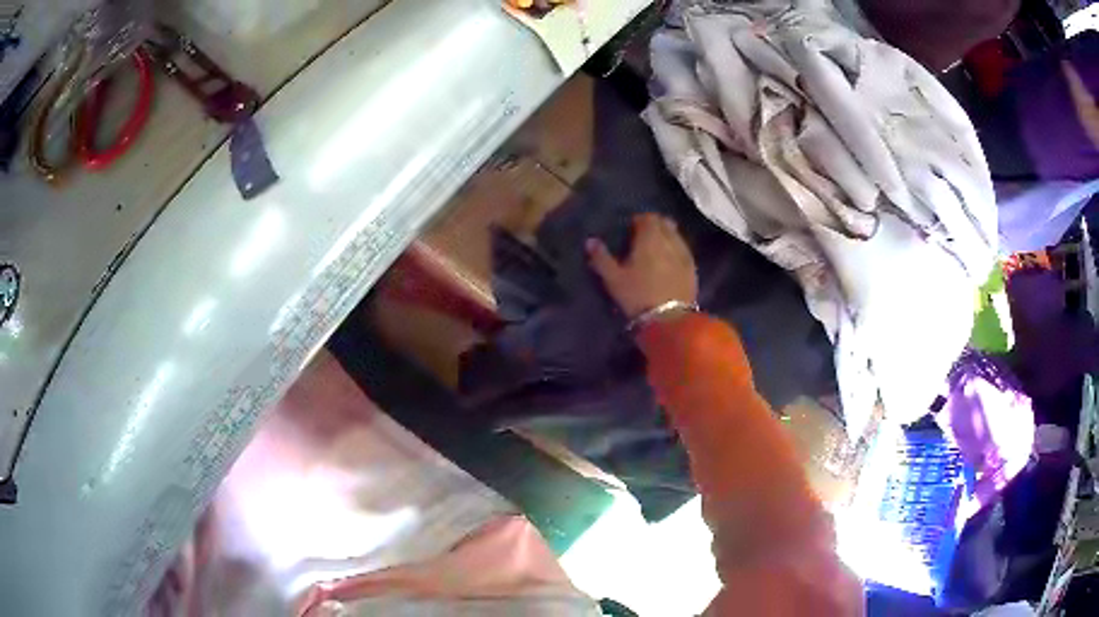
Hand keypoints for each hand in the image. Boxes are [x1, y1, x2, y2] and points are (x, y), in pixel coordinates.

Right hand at [587, 214, 698, 319]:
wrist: (669, 320)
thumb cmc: (638, 296)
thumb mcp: (614, 279)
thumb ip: (601, 258)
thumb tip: (590, 241)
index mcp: (649, 238)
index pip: (647, 218)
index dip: (638, 220)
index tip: (630, 229)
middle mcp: (669, 240)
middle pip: (664, 223)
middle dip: (654, 225)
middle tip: (642, 236)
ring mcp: (684, 253)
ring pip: (676, 234)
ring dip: (666, 235)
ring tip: (656, 248)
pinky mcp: (692, 268)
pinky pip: (683, 249)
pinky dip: (675, 248)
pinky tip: (669, 260)